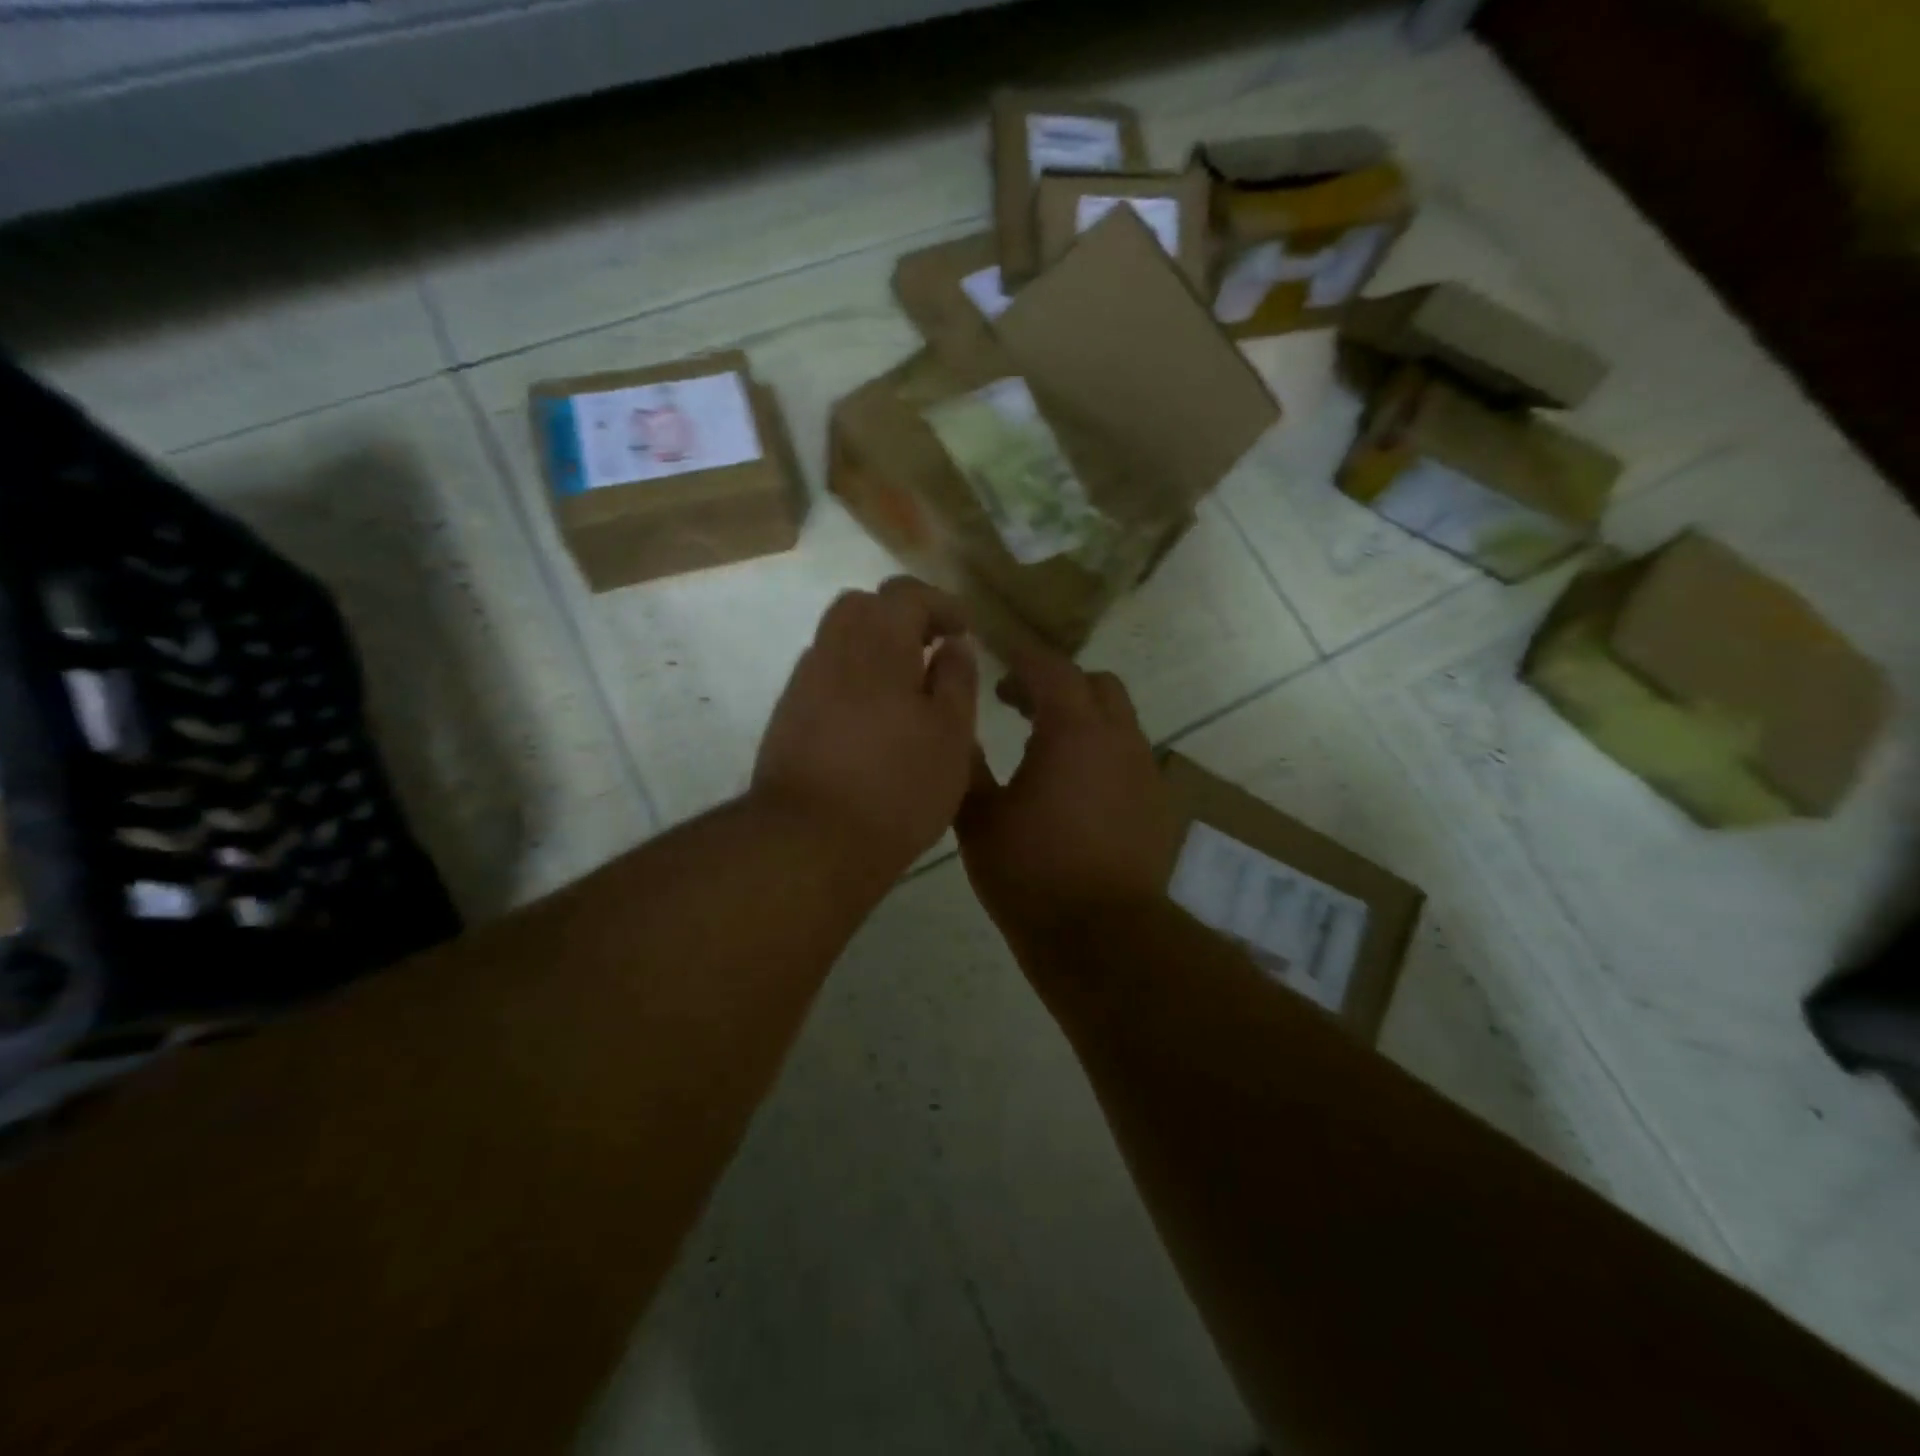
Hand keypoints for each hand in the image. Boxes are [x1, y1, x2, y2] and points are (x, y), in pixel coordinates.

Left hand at [752, 577, 978, 884]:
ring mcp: (803, 683)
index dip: (940, 604)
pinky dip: (851, 679)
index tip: (963, 631)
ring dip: (873, 649)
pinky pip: (824, 677)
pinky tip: (872, 720)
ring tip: (904, 688)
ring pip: (838, 641)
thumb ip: (957, 680)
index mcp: (878, 642)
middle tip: (930, 650)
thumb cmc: (897, 785)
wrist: (810, 840)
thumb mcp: (952, 734)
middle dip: (899, 618)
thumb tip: (953, 645)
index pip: (906, 594)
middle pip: (862, 606)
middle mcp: (833, 649)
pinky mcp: (787, 716)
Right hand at [956, 644, 1179, 950]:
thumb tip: (957, 732)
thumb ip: (967, 766)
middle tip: (1018, 703)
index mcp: (1073, 731)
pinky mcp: (1155, 804)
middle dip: (1058, 683)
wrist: (1101, 937)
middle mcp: (1118, 739)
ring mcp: (1144, 771)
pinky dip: (1100, 751)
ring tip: (1043, 745)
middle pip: (1096, 684)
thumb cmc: (1032, 873)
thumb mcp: (980, 819)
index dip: (1022, 658)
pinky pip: (1127, 756)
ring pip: (1118, 720)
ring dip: (1082, 717)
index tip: (996, 658)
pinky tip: (1074, 787)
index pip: (1051, 669)